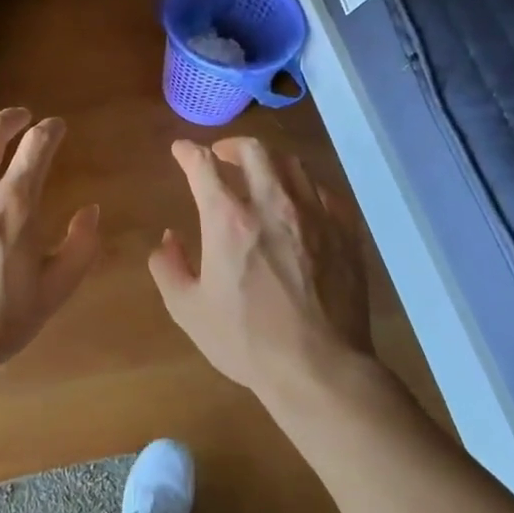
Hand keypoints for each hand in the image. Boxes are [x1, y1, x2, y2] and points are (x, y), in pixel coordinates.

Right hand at [150, 137, 378, 402]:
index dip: (188, 152)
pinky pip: (324, 192)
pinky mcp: (345, 232)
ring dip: (269, 161)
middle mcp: (272, 204)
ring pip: (292, 164)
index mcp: (228, 220)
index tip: (180, 150)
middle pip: (253, 150)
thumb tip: (168, 239)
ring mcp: (314, 215)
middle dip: (231, 145)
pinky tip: (300, 202)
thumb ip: (169, 267)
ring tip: (260, 173)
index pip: (203, 165)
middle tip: (222, 156)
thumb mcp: (187, 309)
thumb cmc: (246, 340)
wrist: (319, 367)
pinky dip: (304, 188)